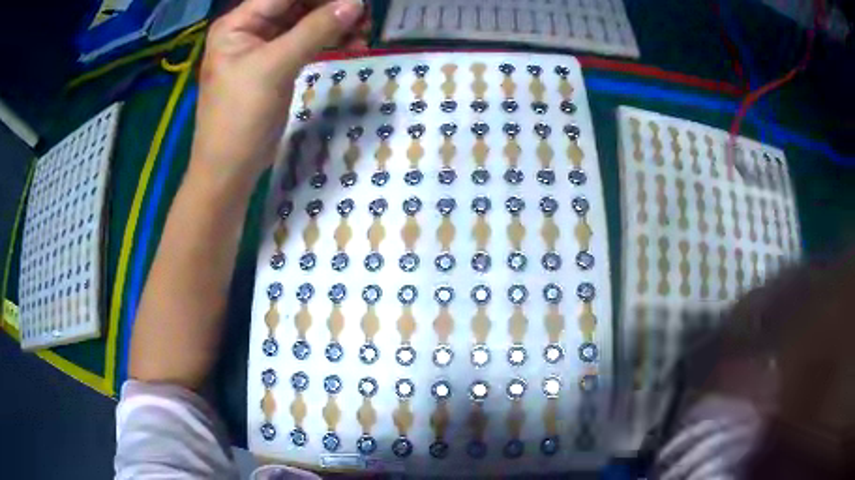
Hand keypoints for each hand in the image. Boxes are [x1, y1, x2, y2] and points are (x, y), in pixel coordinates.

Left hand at [191, 0, 364, 182]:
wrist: (230, 169)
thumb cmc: (240, 116)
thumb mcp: (274, 68)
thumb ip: (314, 31)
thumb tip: (355, 3)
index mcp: (238, 24)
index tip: (355, 0)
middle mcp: (249, 29)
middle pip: (296, 5)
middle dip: (330, 7)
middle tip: (365, 15)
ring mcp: (263, 47)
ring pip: (305, 23)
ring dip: (334, 24)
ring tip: (366, 30)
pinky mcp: (277, 65)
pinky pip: (307, 43)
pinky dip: (329, 41)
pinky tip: (353, 43)